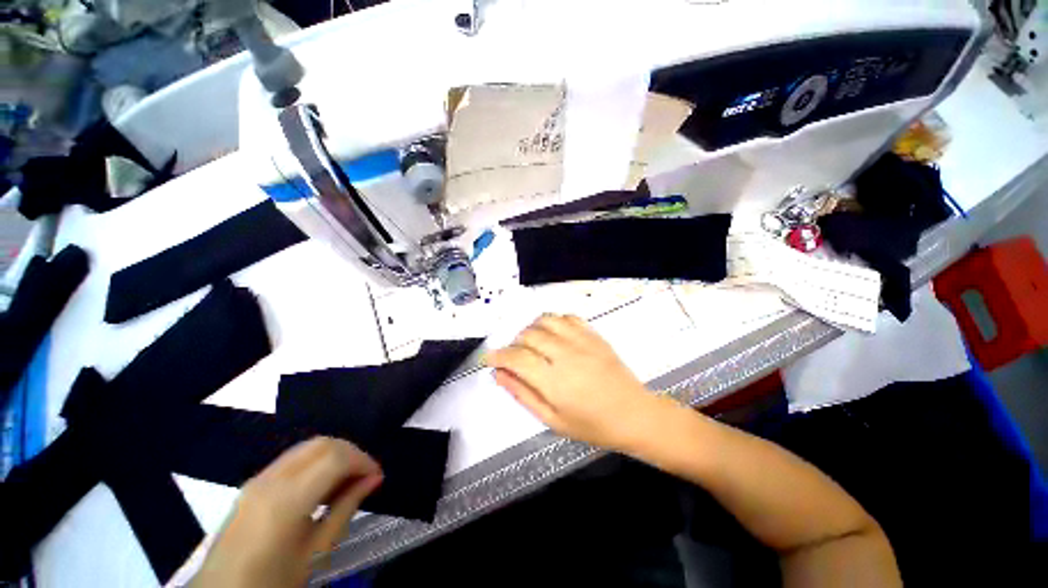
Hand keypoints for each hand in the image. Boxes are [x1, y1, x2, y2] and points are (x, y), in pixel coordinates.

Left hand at [190, 437, 382, 587]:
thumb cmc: (273, 581)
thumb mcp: (316, 551)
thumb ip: (347, 507)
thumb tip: (374, 478)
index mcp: (286, 500)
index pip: (335, 457)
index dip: (363, 460)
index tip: (376, 477)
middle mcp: (271, 479)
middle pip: (322, 443)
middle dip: (351, 452)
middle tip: (365, 475)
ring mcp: (258, 478)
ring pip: (308, 446)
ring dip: (335, 454)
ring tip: (347, 479)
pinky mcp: (253, 482)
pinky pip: (294, 458)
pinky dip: (317, 460)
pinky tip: (322, 483)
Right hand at [487, 314, 661, 450]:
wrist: (634, 414)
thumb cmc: (592, 425)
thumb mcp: (553, 420)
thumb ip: (523, 395)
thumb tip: (499, 375)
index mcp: (554, 381)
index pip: (516, 358)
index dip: (497, 356)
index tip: (489, 358)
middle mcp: (565, 354)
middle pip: (528, 335)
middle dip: (514, 344)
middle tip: (515, 357)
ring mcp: (581, 341)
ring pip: (545, 320)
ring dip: (532, 329)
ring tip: (532, 343)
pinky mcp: (593, 335)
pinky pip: (567, 317)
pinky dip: (554, 321)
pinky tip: (554, 334)